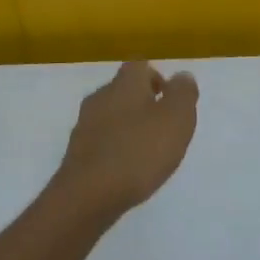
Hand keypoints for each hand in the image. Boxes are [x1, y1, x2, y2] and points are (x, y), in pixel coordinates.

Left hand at [52, 61, 199, 216]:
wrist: (89, 194)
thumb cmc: (139, 152)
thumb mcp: (176, 119)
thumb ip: (183, 93)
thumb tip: (182, 76)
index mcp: (125, 84)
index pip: (139, 66)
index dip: (157, 79)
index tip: (171, 102)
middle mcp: (100, 97)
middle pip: (124, 90)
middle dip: (144, 104)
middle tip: (164, 129)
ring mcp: (84, 125)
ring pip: (111, 115)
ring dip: (129, 127)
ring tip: (148, 153)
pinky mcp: (77, 151)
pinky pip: (102, 140)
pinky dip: (116, 148)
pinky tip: (127, 169)